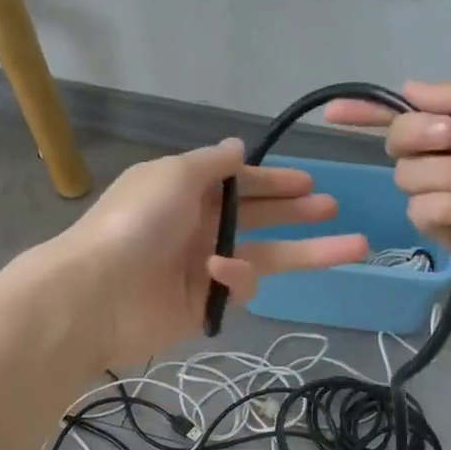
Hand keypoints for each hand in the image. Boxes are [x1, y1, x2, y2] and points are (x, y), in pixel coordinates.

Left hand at [47, 138, 368, 366]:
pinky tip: (222, 271)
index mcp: (187, 190)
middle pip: (257, 217)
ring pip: (265, 255)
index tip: (308, 183)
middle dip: (295, 212)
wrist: (97, 294)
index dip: (273, 182)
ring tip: (353, 246)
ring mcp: (203, 266)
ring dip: (306, 251)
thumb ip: (212, 163)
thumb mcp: (174, 175)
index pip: (239, 183)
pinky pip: (238, 286)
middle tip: (333, 208)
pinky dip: (236, 277)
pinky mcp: (205, 303)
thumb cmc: (136, 222)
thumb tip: (238, 146)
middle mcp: (197, 225)